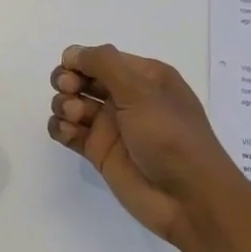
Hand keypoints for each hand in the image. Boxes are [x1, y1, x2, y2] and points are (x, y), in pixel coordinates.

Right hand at [48, 44, 244, 246]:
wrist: (188, 199)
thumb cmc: (170, 136)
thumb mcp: (142, 91)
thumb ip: (104, 64)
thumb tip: (72, 52)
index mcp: (145, 77)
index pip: (102, 58)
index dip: (81, 60)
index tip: (70, 70)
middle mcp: (127, 98)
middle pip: (83, 78)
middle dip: (68, 81)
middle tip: (69, 91)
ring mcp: (112, 126)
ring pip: (72, 104)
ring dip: (64, 105)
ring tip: (74, 117)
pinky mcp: (99, 153)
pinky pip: (70, 132)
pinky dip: (61, 128)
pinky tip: (67, 132)